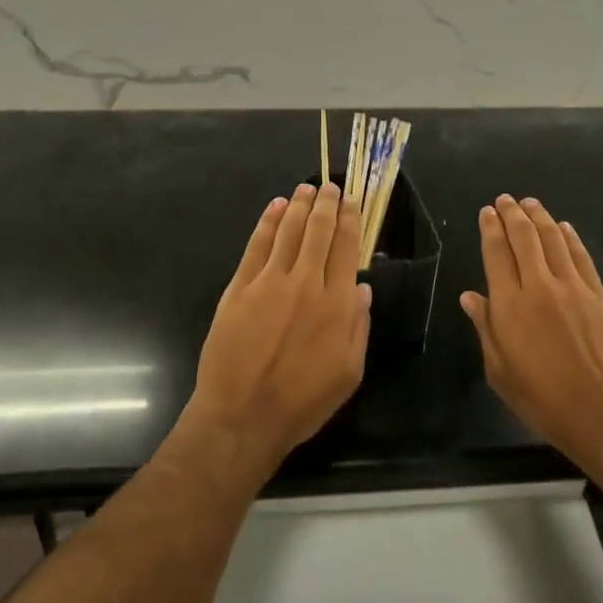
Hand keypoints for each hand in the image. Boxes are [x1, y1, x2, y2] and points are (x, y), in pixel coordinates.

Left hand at [186, 183, 370, 473]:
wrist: (243, 415)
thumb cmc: (302, 401)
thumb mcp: (349, 372)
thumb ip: (359, 326)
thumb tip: (362, 288)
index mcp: (336, 304)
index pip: (346, 248)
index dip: (350, 221)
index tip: (352, 202)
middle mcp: (306, 283)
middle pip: (319, 231)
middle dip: (326, 204)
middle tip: (330, 186)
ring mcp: (270, 281)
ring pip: (288, 231)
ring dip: (299, 205)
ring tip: (306, 188)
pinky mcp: (240, 287)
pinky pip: (257, 245)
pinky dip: (268, 222)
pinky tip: (275, 208)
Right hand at [460, 195, 602, 475]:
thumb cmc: (544, 400)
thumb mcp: (501, 372)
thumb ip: (486, 328)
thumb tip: (471, 297)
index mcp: (510, 306)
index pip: (496, 254)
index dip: (490, 229)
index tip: (487, 212)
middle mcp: (539, 287)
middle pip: (524, 238)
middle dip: (512, 214)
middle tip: (505, 199)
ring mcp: (573, 288)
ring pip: (553, 240)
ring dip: (540, 217)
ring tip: (530, 203)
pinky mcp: (599, 295)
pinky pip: (581, 257)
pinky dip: (570, 237)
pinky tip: (563, 227)